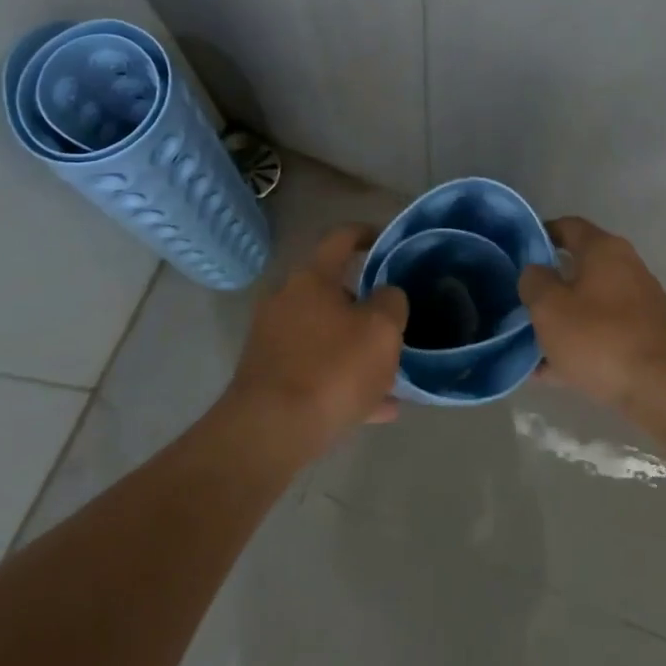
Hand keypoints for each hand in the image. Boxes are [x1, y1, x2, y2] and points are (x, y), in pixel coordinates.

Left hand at [224, 224, 408, 454]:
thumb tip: (386, 296)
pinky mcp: (269, 377)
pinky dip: (344, 381)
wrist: (269, 432)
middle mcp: (286, 301)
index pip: (340, 238)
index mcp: (312, 279)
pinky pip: (316, 371)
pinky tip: (379, 409)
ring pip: (326, 335)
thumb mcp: (382, 329)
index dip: (367, 234)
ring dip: (357, 348)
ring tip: (392, 371)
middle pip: (333, 291)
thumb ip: (392, 302)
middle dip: (366, 304)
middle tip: (396, 319)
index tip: (387, 241)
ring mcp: (274, 340)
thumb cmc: (332, 368)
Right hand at [517, 216, 665, 415]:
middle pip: (578, 269)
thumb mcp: (550, 308)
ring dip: (561, 322)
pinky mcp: (646, 340)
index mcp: (604, 250)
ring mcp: (640, 306)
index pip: (567, 227)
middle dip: (548, 287)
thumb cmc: (601, 338)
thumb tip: (535, 272)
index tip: (516, 253)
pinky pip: (602, 336)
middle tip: (519, 303)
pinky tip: (551, 373)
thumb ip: (534, 282)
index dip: (540, 235)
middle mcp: (626, 269)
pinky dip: (579, 348)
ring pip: (588, 307)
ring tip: (528, 345)